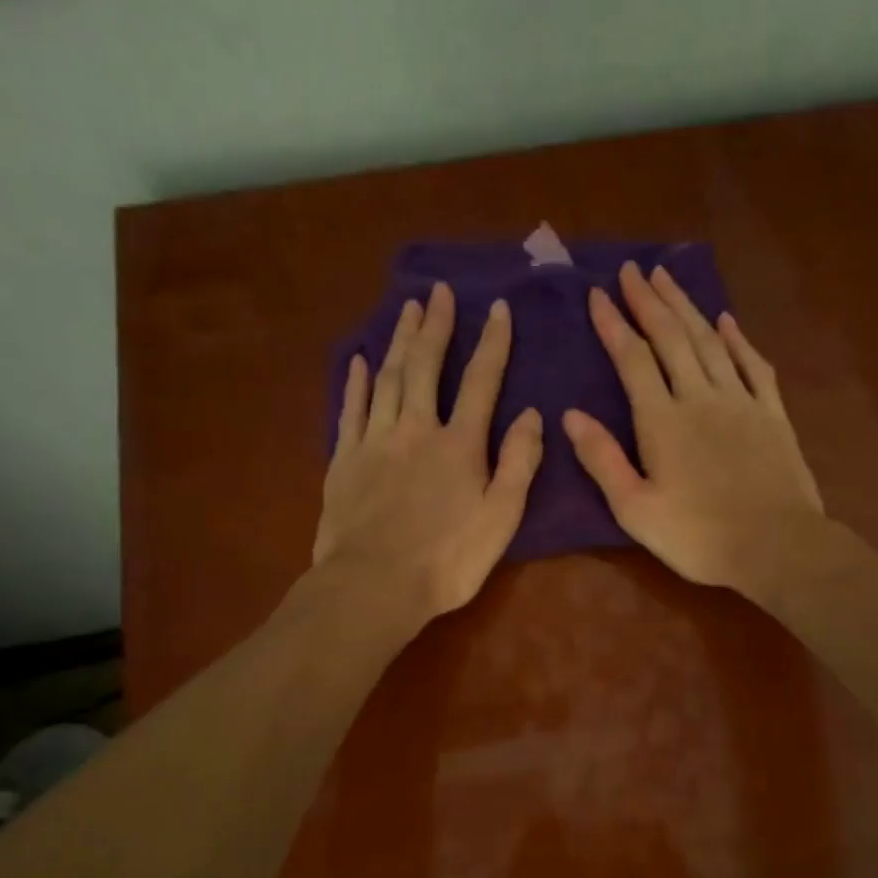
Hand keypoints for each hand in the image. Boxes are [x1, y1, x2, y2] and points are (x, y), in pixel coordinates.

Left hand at [314, 282, 542, 621]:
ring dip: (399, 341)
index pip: (482, 382)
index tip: (498, 308)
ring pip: (388, 378)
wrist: (374, 585)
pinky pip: (351, 408)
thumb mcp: (500, 519)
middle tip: (439, 292)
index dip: (492, 343)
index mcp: (459, 445)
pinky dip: (357, 382)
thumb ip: (518, 464)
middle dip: (436, 326)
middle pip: (426, 366)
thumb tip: (533, 415)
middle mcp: (416, 429)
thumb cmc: (447, 561)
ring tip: (406, 309)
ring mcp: (375, 441)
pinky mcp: (344, 459)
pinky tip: (361, 361)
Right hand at [564, 262, 824, 592]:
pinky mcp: (772, 414)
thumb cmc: (698, 537)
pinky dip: (738, 339)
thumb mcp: (635, 510)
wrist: (776, 546)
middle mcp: (700, 397)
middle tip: (632, 269)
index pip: (633, 360)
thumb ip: (603, 460)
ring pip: (710, 341)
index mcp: (662, 421)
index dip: (614, 325)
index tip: (598, 294)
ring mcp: (741, 401)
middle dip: (649, 301)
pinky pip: (753, 365)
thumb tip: (570, 416)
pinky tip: (727, 320)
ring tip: (668, 278)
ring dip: (687, 307)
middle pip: (672, 337)